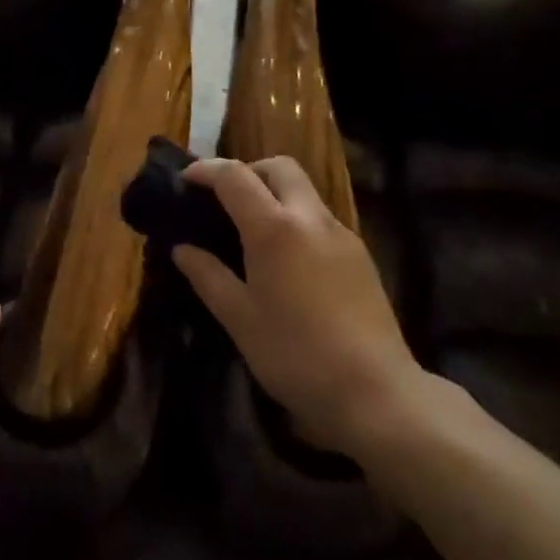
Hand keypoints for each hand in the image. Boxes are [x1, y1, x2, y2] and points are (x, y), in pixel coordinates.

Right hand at [174, 157, 424, 460]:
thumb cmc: (296, 356)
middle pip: (278, 167)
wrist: (377, 392)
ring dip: (274, 192)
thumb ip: (208, 276)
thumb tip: (182, 249)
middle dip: (248, 171)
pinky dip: (296, 217)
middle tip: (225, 200)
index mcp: (274, 228)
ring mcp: (340, 233)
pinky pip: (320, 217)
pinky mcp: (359, 253)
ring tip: (252, 230)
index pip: (235, 176)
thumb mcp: (240, 319)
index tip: (185, 180)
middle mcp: (310, 217)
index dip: (206, 170)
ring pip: (304, 189)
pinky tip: (288, 259)